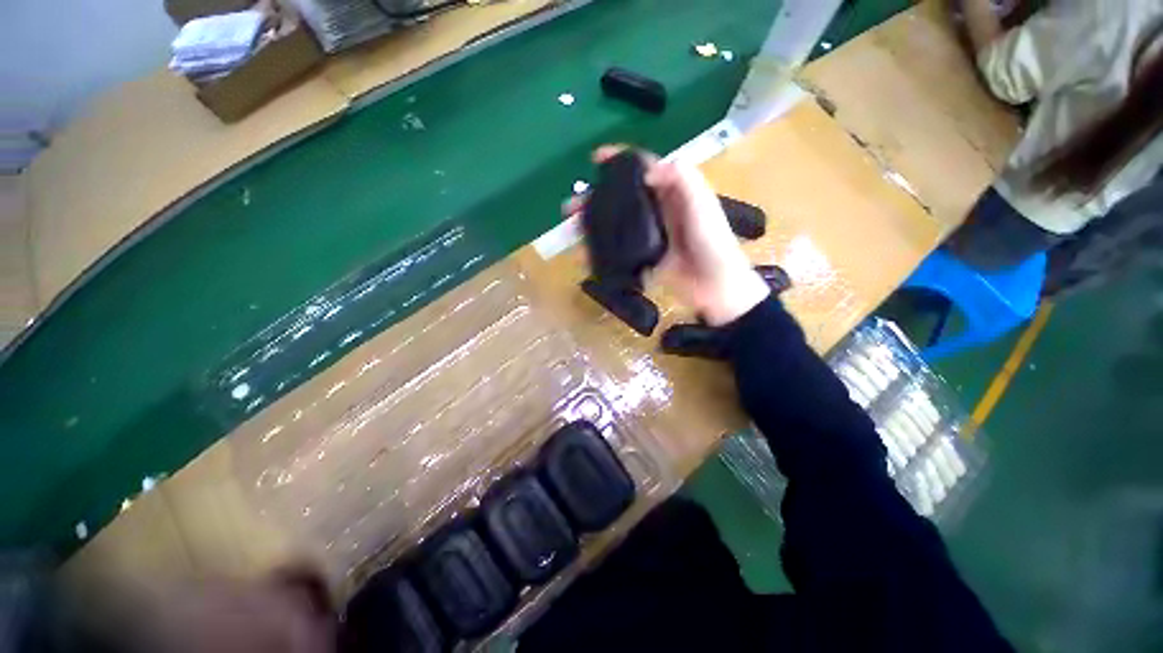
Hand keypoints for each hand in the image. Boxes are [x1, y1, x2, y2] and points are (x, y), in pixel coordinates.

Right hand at [573, 146, 768, 325]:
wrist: (717, 287)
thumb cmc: (713, 243)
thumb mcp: (703, 205)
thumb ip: (682, 181)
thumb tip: (647, 171)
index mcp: (672, 192)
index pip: (643, 167)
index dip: (620, 160)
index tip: (595, 159)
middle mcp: (657, 210)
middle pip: (621, 198)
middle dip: (594, 199)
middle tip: (570, 207)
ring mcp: (649, 236)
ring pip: (615, 224)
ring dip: (592, 226)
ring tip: (570, 232)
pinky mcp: (644, 258)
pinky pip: (618, 251)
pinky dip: (600, 252)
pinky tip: (584, 256)